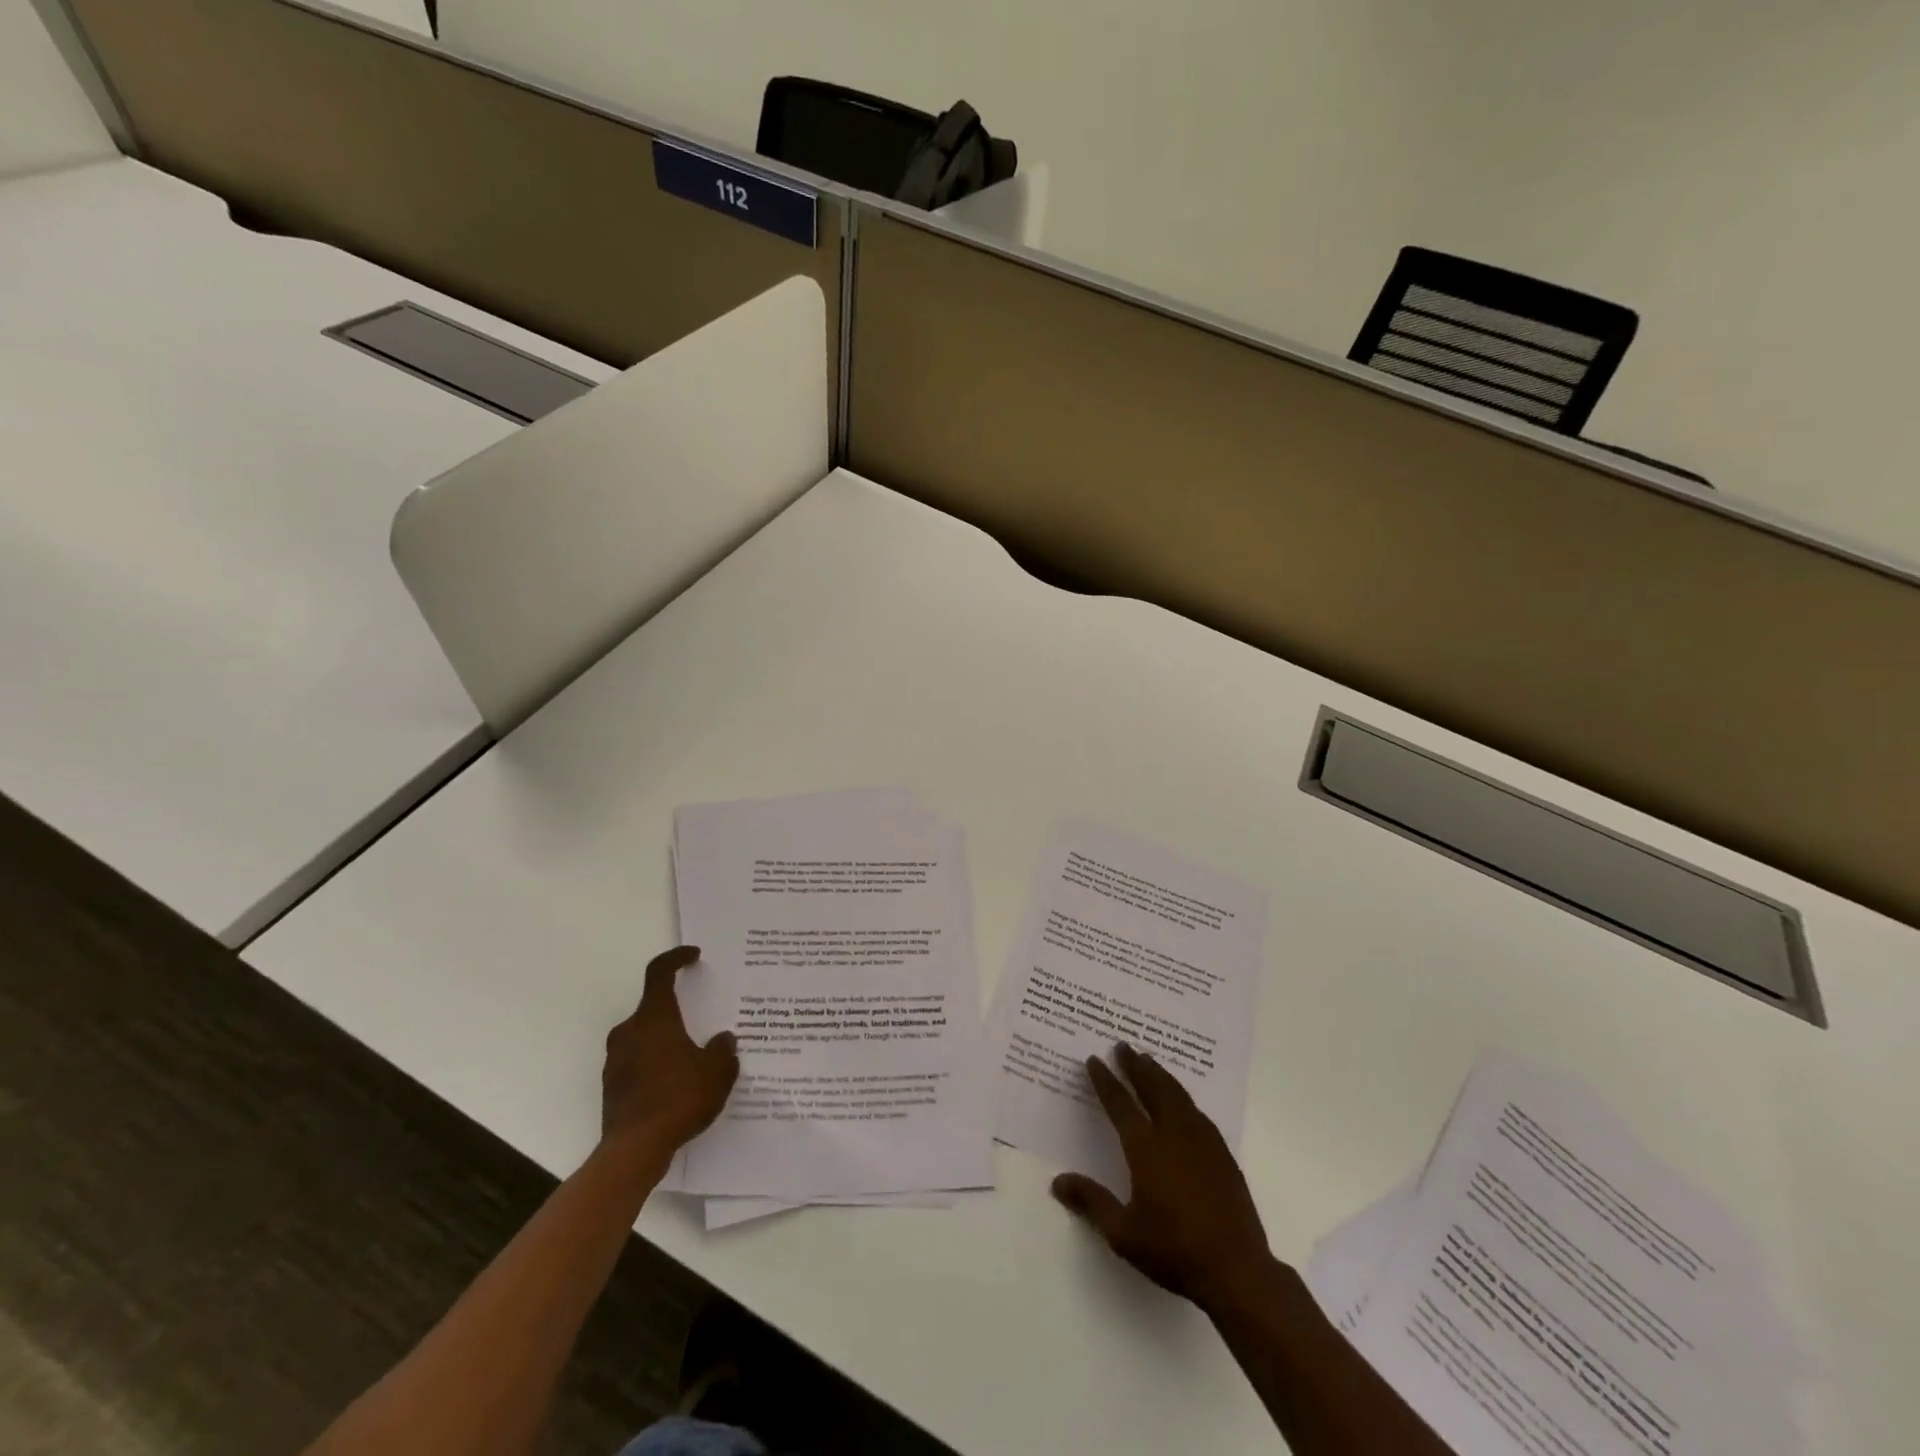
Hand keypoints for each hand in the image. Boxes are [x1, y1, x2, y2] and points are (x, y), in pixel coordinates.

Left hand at [601, 946, 738, 1157]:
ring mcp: (616, 1060)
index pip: (659, 973)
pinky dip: (656, 1065)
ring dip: (666, 1041)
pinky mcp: (612, 1086)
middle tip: (701, 1021)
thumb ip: (723, 1051)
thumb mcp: (717, 1072)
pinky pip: (638, 1063)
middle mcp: (630, 1032)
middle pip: (654, 1008)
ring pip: (645, 1037)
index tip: (693, 956)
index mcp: (655, 1018)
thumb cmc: (678, 1098)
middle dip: (677, 1011)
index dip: (676, 958)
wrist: (634, 1151)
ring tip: (693, 1059)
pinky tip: (677, 1086)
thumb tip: (723, 1041)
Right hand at [1052, 1043, 1271, 1314]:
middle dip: (1135, 1065)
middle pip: (1152, 1088)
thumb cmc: (1174, 1251)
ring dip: (1160, 1075)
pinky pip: (1198, 1112)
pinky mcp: (1222, 1154)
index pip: (1121, 1105)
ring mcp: (1202, 1141)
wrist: (1236, 1269)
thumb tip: (1057, 1181)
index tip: (1094, 1060)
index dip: (1106, 1081)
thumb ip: (1091, 1202)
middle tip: (1123, 1045)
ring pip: (1178, 1095)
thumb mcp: (1123, 1234)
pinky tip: (1182, 1100)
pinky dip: (1183, 1096)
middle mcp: (1173, 1135)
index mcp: (1146, 1148)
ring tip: (1149, 1060)